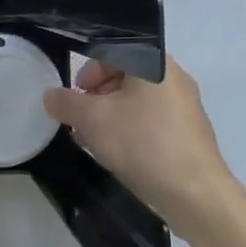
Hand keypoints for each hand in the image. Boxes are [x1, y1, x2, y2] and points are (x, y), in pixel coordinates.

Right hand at [43, 56, 238, 242]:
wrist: (195, 194)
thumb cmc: (142, 143)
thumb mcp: (92, 120)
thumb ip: (66, 103)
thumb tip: (50, 95)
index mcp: (153, 63)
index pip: (111, 52)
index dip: (86, 73)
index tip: (75, 99)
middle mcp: (173, 77)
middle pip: (124, 76)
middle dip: (96, 97)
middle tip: (81, 121)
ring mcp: (185, 106)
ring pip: (136, 101)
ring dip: (110, 116)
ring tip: (95, 141)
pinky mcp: (188, 133)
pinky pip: (151, 121)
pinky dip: (130, 130)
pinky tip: (119, 154)